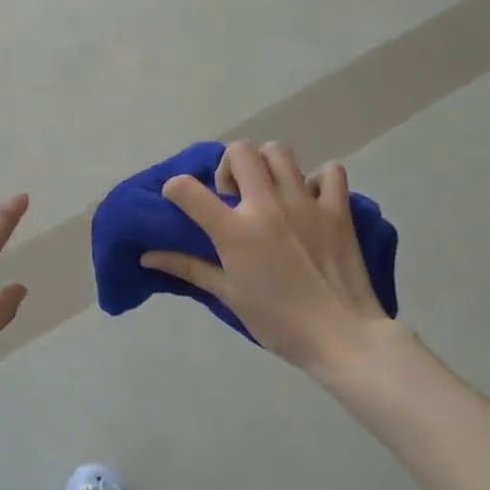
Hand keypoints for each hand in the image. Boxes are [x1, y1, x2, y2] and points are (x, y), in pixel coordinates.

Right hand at [142, 140, 398, 376]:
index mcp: (234, 230)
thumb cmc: (278, 322)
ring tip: (269, 191)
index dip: (175, 188)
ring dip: (268, 165)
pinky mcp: (338, 209)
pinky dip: (318, 179)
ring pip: (280, 152)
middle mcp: (266, 205)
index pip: (187, 189)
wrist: (343, 337)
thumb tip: (147, 256)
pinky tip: (311, 200)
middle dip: (229, 166)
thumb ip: (188, 267)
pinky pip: (330, 172)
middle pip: (240, 152)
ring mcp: (305, 203)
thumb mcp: (228, 295)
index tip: (180, 199)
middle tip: (234, 195)